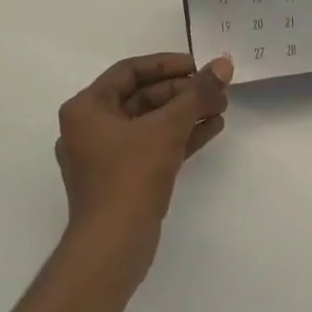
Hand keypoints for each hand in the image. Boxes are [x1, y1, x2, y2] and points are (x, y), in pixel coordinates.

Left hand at [56, 52, 231, 272]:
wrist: (112, 247)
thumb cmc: (130, 176)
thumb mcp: (168, 128)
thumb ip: (197, 94)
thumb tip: (224, 64)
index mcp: (86, 109)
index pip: (129, 71)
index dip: (167, 64)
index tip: (199, 66)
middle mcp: (91, 128)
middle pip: (143, 96)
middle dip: (183, 92)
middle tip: (217, 89)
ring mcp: (106, 156)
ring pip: (151, 122)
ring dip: (186, 113)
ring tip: (222, 107)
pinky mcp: (122, 179)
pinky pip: (153, 146)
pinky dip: (180, 136)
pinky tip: (212, 128)